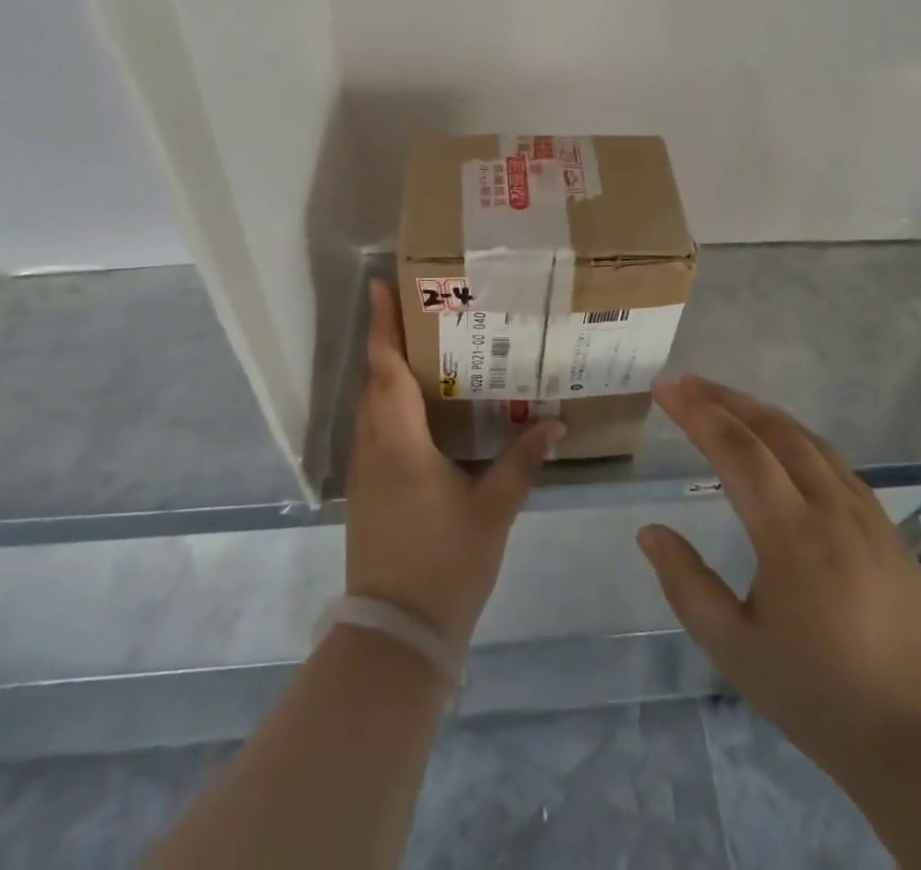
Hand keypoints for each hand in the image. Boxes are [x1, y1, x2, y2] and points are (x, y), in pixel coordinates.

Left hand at [344, 279, 563, 655]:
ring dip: (386, 374)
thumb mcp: (493, 510)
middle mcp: (373, 448)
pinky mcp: (367, 493)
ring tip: (422, 350)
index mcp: (398, 442)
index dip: (383, 325)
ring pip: (370, 407)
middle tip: (419, 310)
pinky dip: (390, 406)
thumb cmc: (444, 564)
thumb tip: (555, 422)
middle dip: (388, 341)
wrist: (395, 636)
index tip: (381, 285)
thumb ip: (522, 461)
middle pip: (373, 381)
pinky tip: (420, 412)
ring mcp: (364, 473)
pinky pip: (374, 431)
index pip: (385, 369)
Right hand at [637, 377, 920, 781]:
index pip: (737, 451)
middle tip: (686, 382)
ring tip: (725, 401)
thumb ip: (688, 586)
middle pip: (773, 430)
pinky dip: (796, 436)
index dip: (698, 413)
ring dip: (761, 411)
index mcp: (791, 535)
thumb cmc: (822, 698)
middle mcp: (830, 508)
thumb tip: (650, 532)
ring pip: (807, 439)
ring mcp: (865, 514)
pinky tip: (784, 444)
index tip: (665, 388)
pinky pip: (834, 461)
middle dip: (725, 399)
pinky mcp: (887, 527)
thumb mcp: (737, 652)